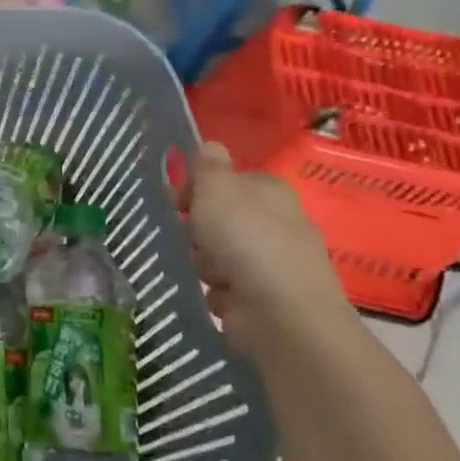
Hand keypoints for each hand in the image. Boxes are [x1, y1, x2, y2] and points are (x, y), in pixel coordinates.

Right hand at [167, 142, 355, 358]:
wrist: (281, 314)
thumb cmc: (246, 240)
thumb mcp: (217, 188)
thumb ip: (208, 165)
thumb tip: (210, 146)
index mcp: (269, 191)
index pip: (227, 180)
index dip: (198, 188)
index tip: (178, 200)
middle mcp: (277, 223)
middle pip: (220, 219)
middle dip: (200, 230)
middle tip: (193, 238)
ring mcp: (274, 264)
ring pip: (218, 254)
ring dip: (206, 264)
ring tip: (211, 273)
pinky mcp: (267, 300)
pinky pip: (227, 288)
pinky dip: (221, 294)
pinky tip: (224, 298)